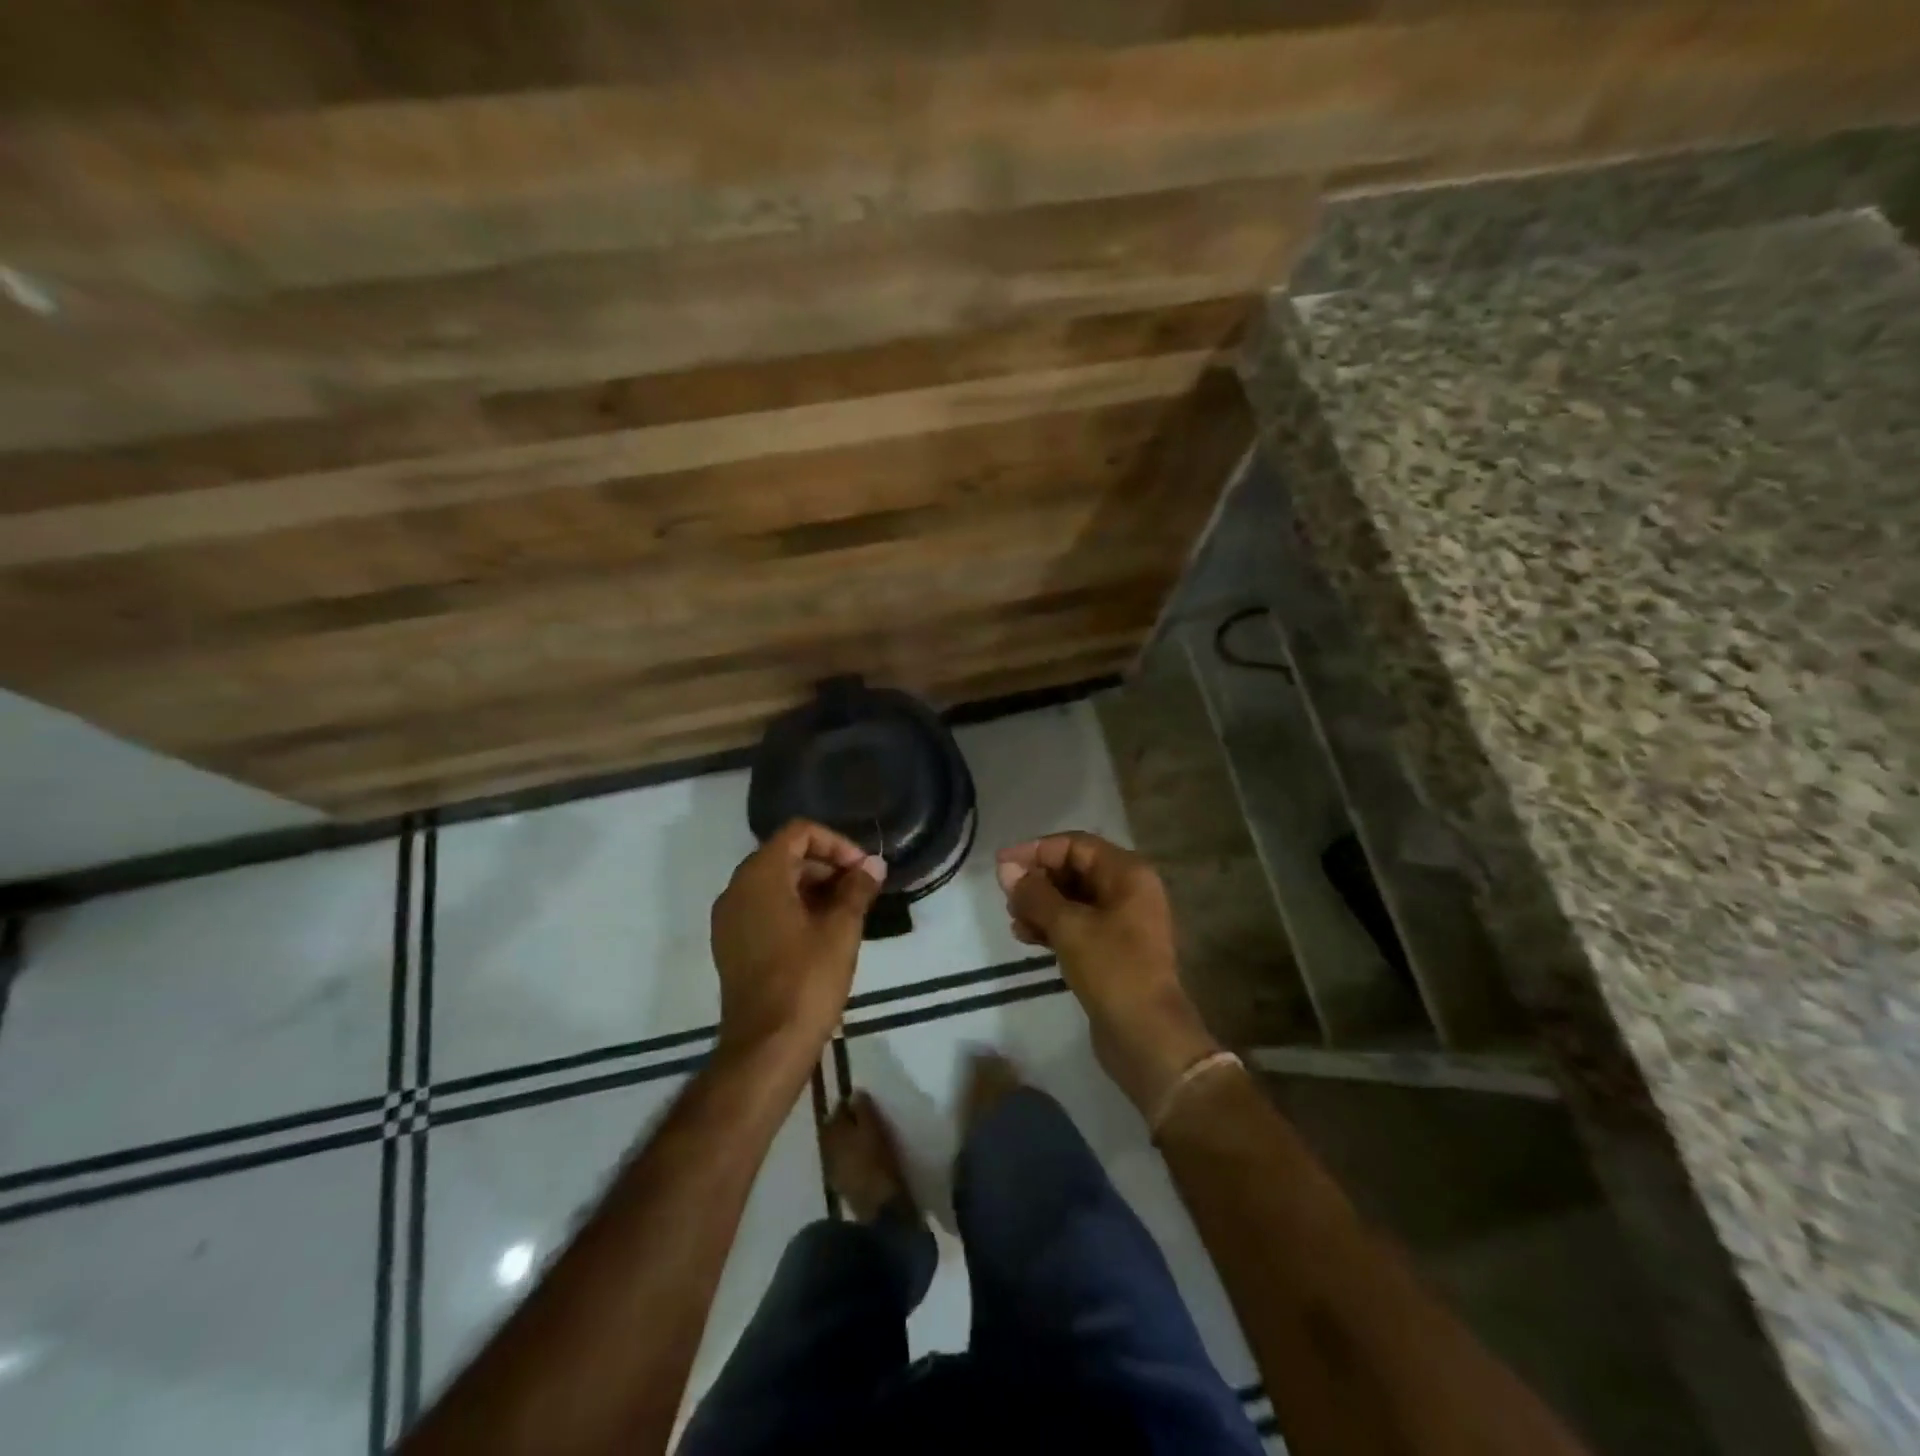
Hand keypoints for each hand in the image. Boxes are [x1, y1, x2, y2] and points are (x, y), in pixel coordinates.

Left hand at [711, 820, 884, 1061]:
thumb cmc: (806, 981)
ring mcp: (729, 920)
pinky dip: (794, 909)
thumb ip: (857, 889)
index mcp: (759, 876)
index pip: (798, 833)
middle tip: (861, 891)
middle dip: (826, 866)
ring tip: (848, 913)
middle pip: (785, 856)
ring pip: (775, 884)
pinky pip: (764, 909)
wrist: (766, 1047)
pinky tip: (823, 934)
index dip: (835, 843)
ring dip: (813, 888)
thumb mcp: (841, 930)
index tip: (862, 869)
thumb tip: (873, 864)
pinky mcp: (731, 946)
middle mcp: (736, 890)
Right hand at [996, 832, 1220, 1114]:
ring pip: (1074, 899)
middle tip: (1006, 897)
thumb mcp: (1068, 926)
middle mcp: (1129, 890)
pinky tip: (1025, 937)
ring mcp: (1123, 921)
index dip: (1036, 851)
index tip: (1001, 865)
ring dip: (1041, 905)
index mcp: (1128, 873)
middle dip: (1038, 880)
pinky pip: (1078, 924)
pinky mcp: (1113, 949)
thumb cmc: (1112, 969)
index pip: (1075, 845)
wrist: (1147, 1037)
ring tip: (1013, 920)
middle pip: (1075, 870)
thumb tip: (1007, 869)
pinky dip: (1052, 926)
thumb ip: (1035, 894)